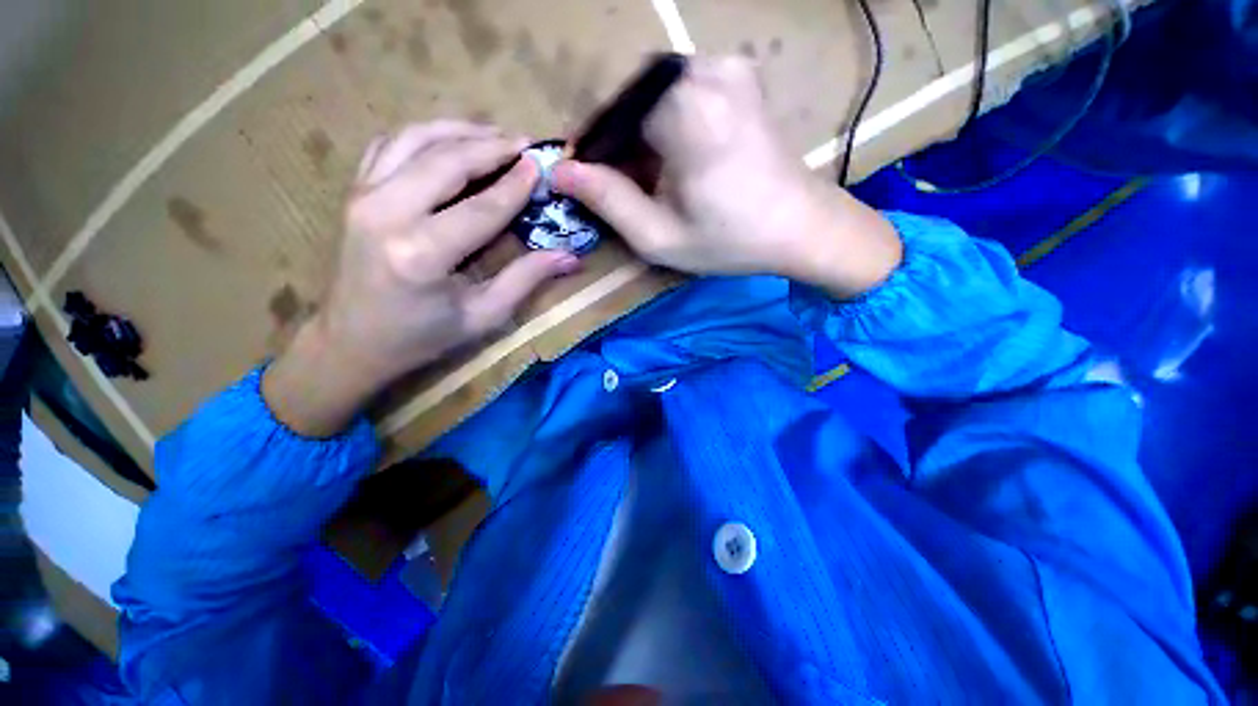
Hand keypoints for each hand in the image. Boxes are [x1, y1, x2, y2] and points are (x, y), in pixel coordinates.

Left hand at [264, 121, 579, 436]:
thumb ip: (525, 280)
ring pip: (415, 140)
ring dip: (459, 131)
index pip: (481, 207)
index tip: (541, 166)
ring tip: (494, 134)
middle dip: (491, 146)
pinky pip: (389, 145)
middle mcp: (386, 214)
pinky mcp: (354, 193)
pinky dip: (424, 135)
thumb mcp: (483, 316)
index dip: (516, 185)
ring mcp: (362, 196)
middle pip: (447, 161)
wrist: (352, 342)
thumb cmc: (423, 337)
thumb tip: (570, 258)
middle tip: (525, 143)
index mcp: (422, 254)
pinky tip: (450, 141)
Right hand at [553, 56, 901, 297]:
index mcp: (685, 112)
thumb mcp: (660, 237)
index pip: (608, 109)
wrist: (802, 227)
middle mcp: (704, 71)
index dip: (589, 144)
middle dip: (614, 140)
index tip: (585, 177)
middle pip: (629, 96)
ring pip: (652, 92)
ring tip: (648, 176)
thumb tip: (560, 172)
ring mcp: (726, 66)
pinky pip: (679, 88)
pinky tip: (673, 156)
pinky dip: (664, 120)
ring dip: (638, 131)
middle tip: (617, 183)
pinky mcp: (739, 74)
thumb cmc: (730, 241)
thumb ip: (607, 202)